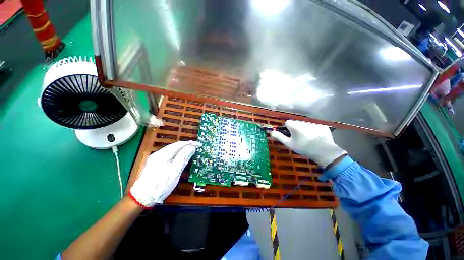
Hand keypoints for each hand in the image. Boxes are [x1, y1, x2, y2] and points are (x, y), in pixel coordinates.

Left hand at [130, 141, 200, 207]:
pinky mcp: (154, 162)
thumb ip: (183, 158)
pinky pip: (168, 154)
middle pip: (175, 146)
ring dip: (182, 148)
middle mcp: (158, 153)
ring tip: (190, 149)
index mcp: (163, 154)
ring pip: (171, 149)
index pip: (179, 144)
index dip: (190, 143)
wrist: (142, 197)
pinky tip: (180, 155)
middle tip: (196, 146)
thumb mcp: (175, 171)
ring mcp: (155, 158)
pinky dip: (177, 152)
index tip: (199, 144)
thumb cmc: (161, 184)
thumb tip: (192, 148)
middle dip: (186, 145)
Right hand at [271, 120, 345, 167]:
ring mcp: (314, 123)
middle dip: (295, 129)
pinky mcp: (322, 126)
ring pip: (305, 124)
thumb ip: (279, 137)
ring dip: (304, 129)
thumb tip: (271, 132)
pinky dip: (313, 130)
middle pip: (296, 123)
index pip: (287, 122)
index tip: (290, 136)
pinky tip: (315, 138)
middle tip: (298, 139)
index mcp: (295, 125)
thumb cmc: (303, 148)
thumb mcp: (289, 144)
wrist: (324, 152)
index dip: (287, 129)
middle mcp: (304, 122)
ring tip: (307, 139)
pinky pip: (314, 126)